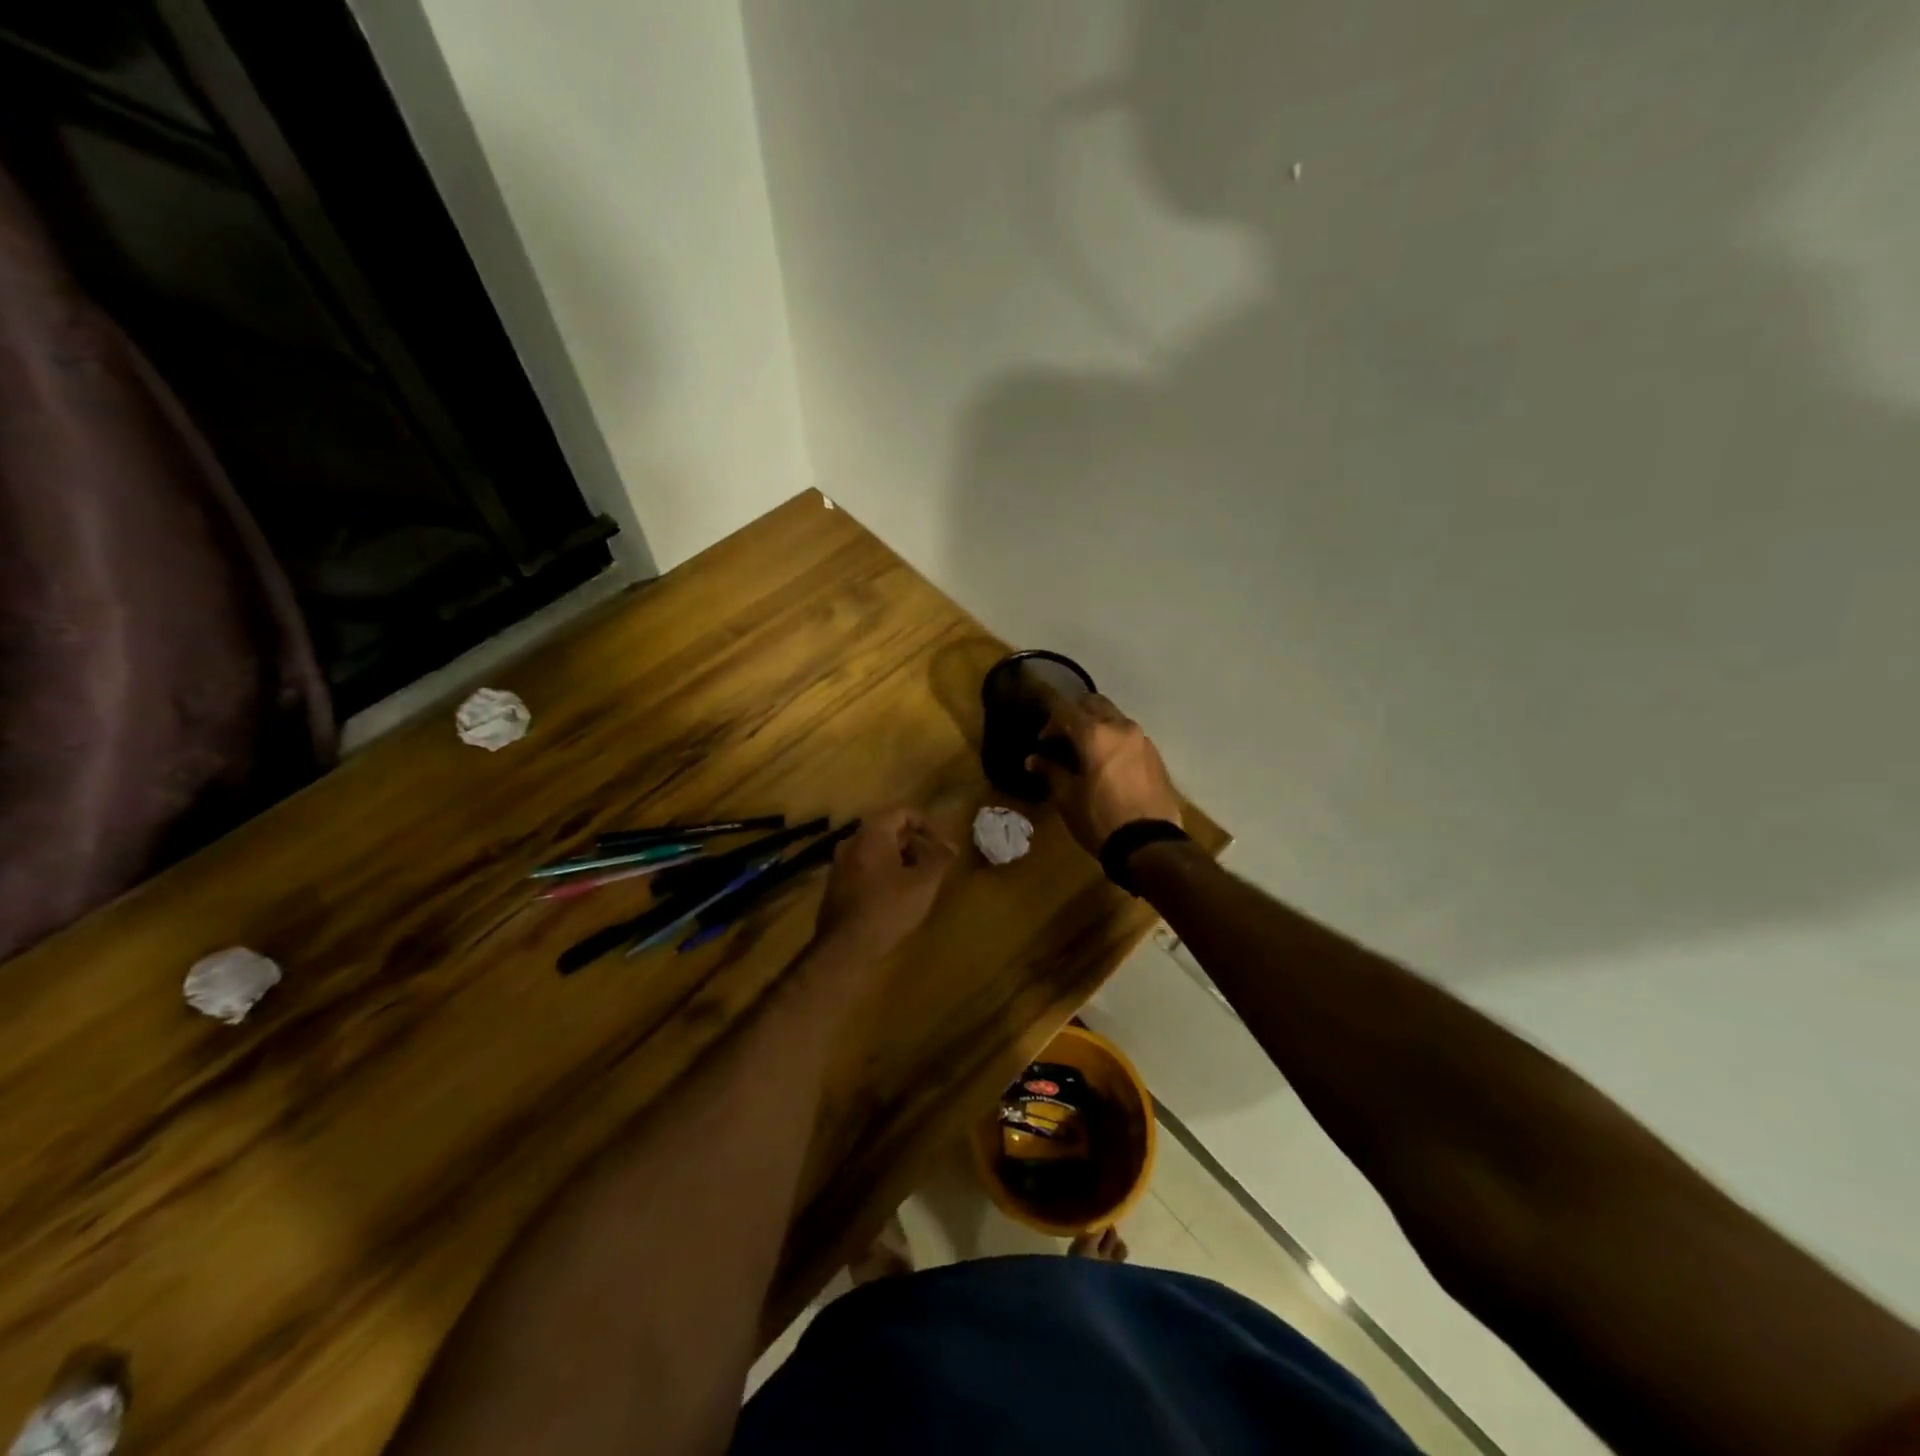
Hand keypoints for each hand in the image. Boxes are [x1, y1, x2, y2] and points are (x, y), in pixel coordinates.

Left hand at [813, 808, 957, 963]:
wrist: (845, 946)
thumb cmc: (888, 906)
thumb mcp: (924, 882)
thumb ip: (940, 858)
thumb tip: (951, 846)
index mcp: (872, 832)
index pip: (903, 812)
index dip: (927, 825)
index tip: (942, 846)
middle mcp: (852, 841)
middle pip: (889, 831)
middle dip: (915, 846)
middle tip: (934, 866)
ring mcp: (840, 864)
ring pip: (877, 851)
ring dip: (901, 861)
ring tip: (919, 884)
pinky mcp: (836, 885)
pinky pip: (865, 868)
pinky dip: (884, 874)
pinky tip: (897, 898)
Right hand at [1026, 694, 1182, 855]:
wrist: (1150, 844)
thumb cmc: (1100, 819)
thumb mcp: (1067, 798)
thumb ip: (1050, 771)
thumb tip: (1034, 759)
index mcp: (1096, 733)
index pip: (1065, 710)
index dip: (1049, 723)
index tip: (1043, 744)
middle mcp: (1122, 727)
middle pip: (1094, 704)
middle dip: (1075, 715)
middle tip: (1063, 739)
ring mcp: (1143, 740)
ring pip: (1115, 718)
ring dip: (1097, 727)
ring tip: (1086, 753)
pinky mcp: (1156, 756)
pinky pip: (1130, 737)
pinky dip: (1114, 741)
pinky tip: (1108, 766)